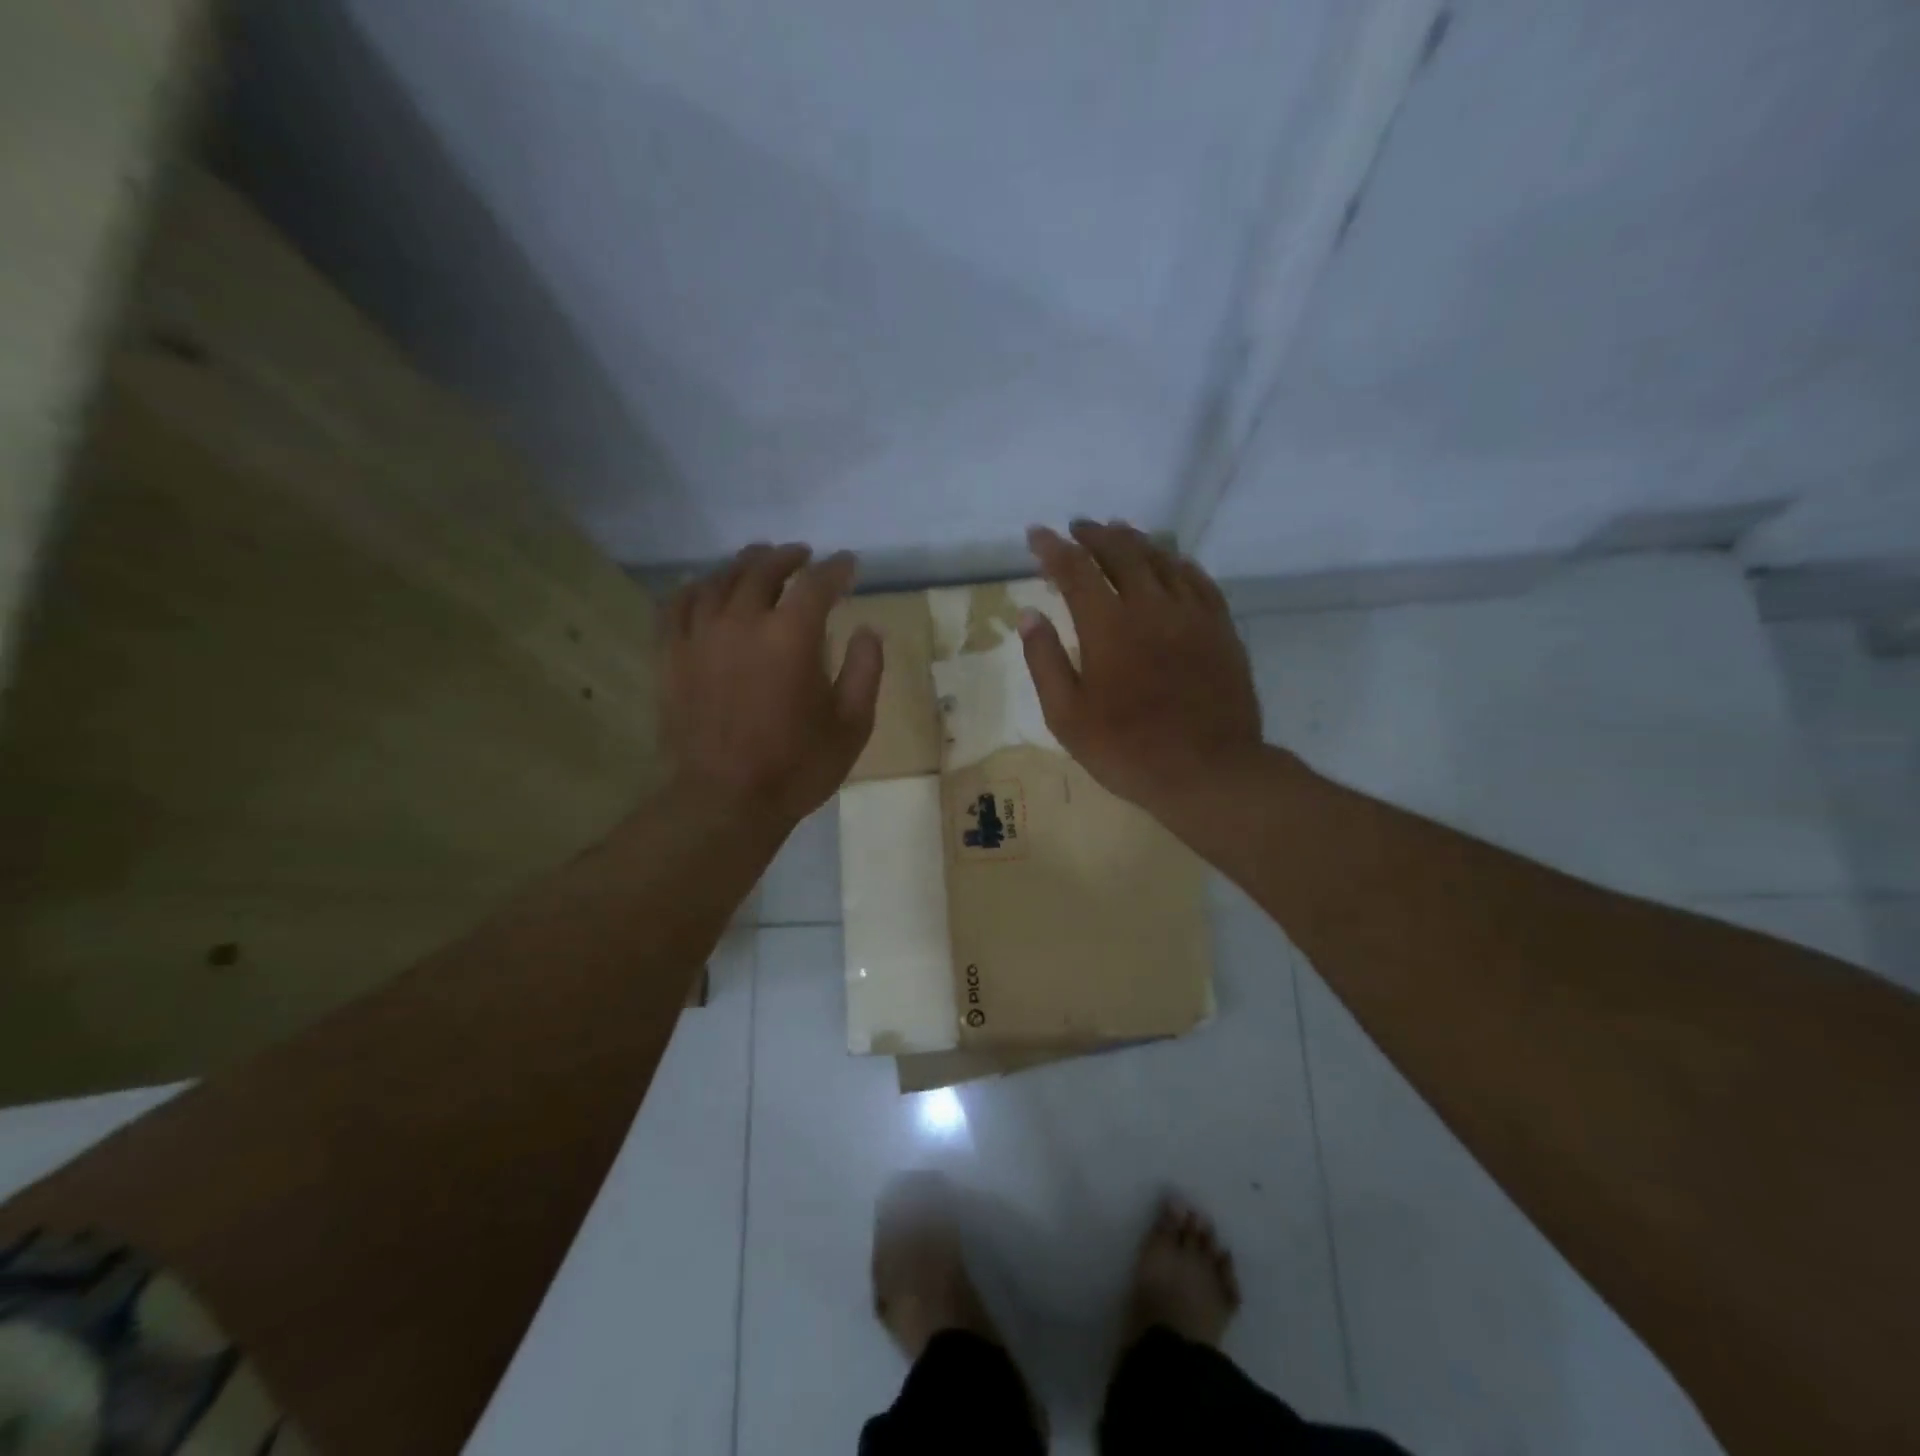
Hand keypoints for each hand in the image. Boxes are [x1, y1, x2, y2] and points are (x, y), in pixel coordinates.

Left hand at [663, 543, 881, 824]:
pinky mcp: (670, 655)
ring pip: (719, 580)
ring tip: (757, 562)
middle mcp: (742, 621)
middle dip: (788, 557)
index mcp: (791, 635)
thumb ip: (866, 670)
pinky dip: (695, 588)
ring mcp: (699, 635)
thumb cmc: (797, 766)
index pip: (816, 583)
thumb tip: (868, 630)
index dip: (836, 569)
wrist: (724, 800)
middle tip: (802, 556)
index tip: (847, 565)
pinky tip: (704, 587)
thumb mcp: (852, 725)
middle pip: (763, 569)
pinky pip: (677, 604)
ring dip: (743, 565)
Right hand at [1019, 521, 1262, 814]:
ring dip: (1135, 541)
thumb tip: (1028, 614)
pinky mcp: (1221, 629)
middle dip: (1095, 535)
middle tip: (1078, 527)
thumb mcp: (1067, 716)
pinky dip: (1178, 563)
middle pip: (1121, 553)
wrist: (1209, 771)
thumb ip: (1045, 661)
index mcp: (1107, 627)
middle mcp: (1150, 607)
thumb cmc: (1127, 750)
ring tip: (1119, 531)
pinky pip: (1199, 581)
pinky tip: (1172, 562)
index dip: (1052, 548)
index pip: (1074, 570)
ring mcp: (1191, 615)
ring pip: (1162, 560)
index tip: (1036, 534)